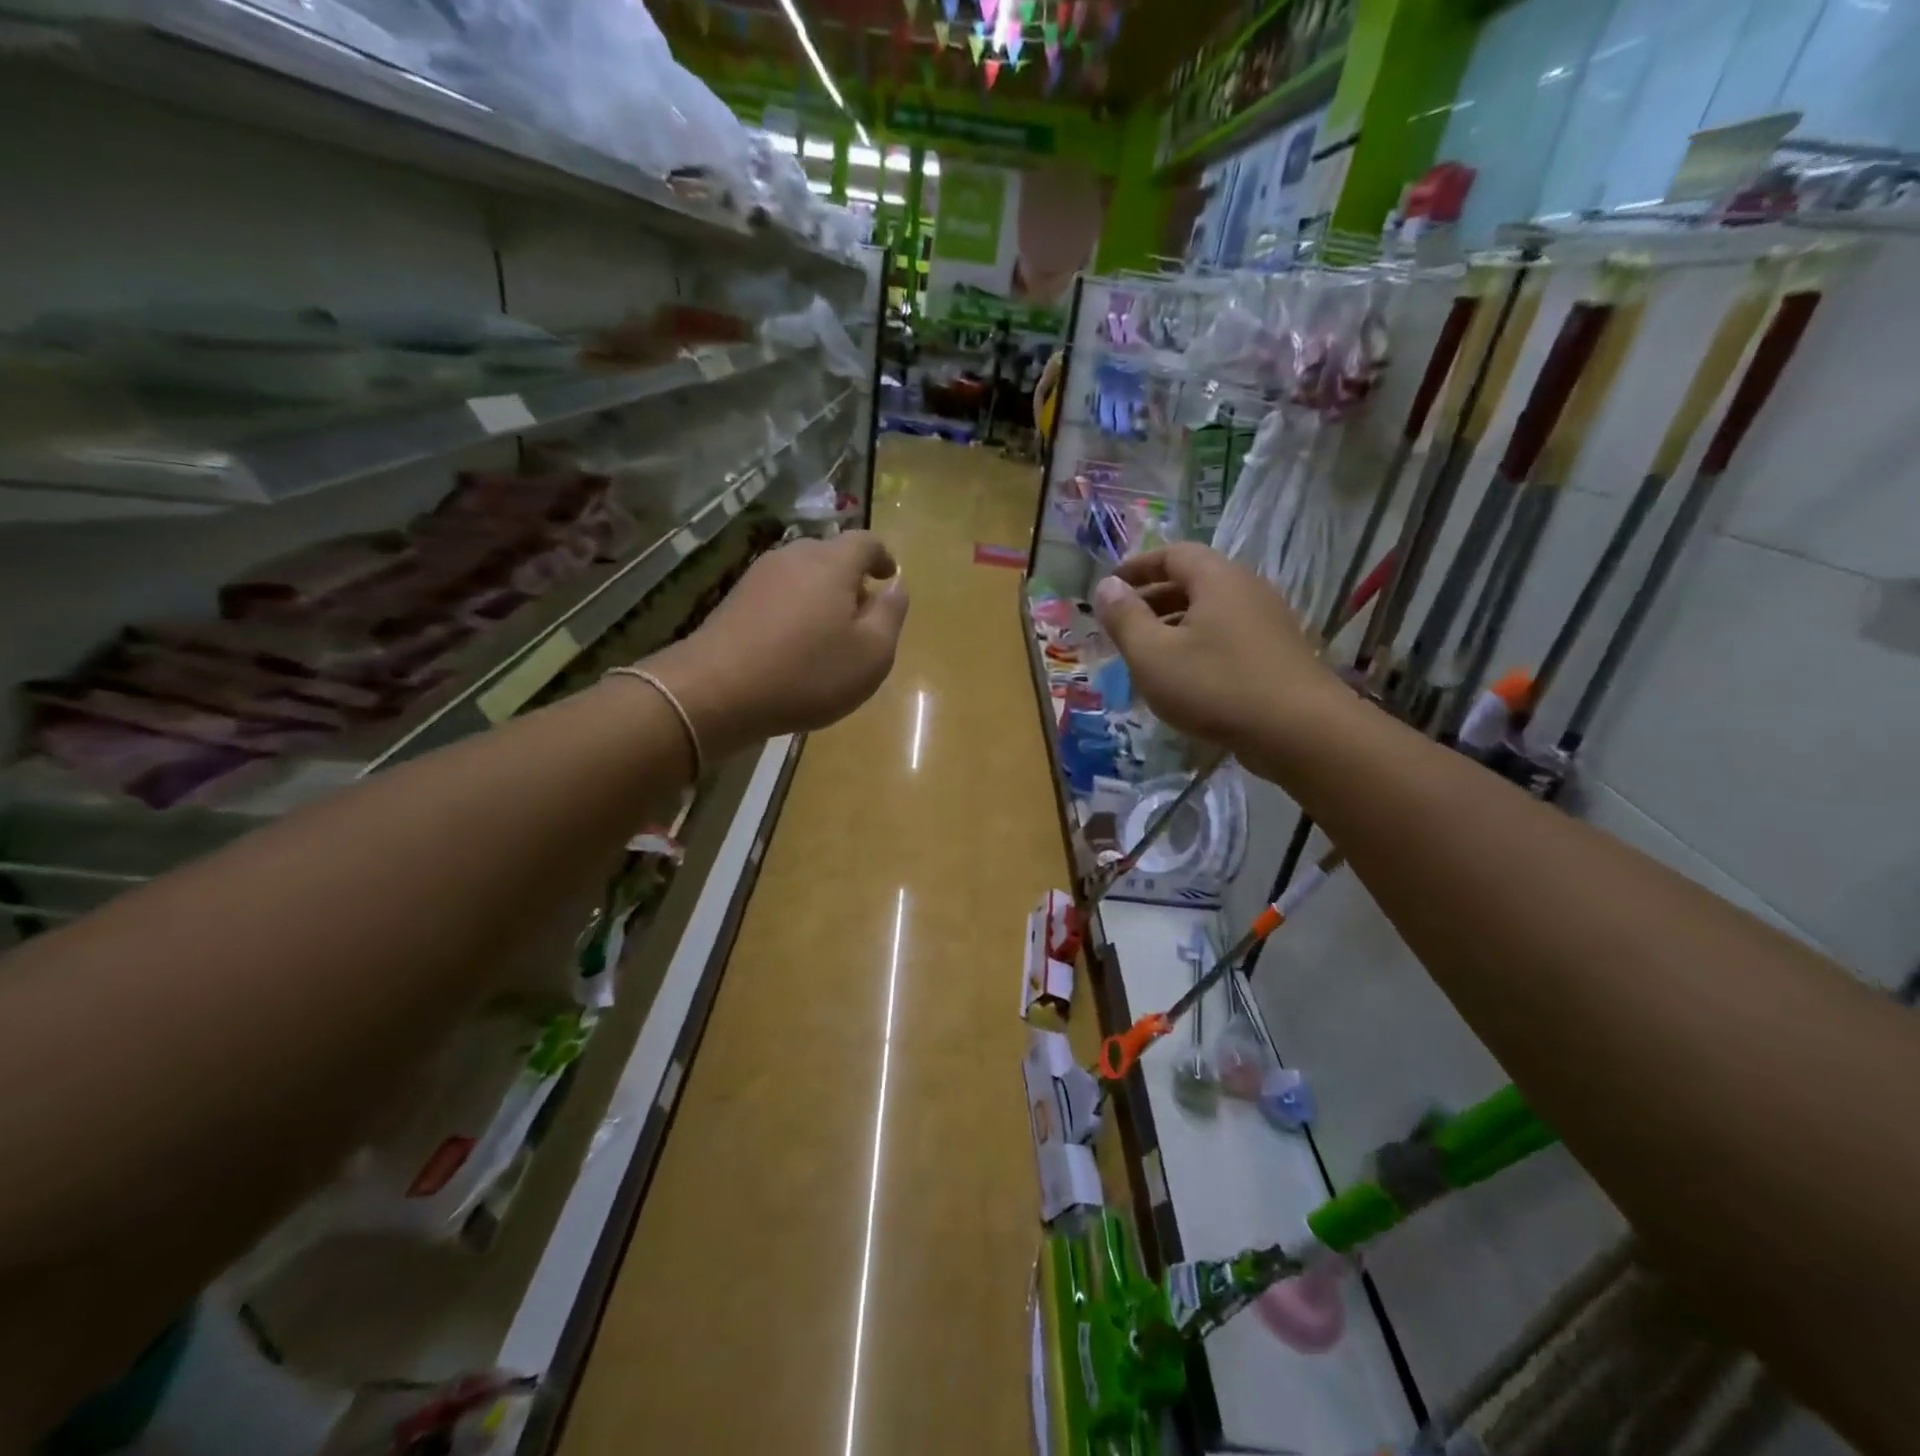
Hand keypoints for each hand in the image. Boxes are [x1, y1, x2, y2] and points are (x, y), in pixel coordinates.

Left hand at [642, 531, 908, 759]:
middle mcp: (794, 557)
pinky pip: (779, 595)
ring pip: (802, 575)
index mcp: (832, 563)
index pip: (866, 541)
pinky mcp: (735, 600)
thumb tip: (897, 586)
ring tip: (829, 635)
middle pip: (831, 555)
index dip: (883, 557)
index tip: (889, 578)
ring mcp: (759, 576)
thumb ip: (891, 615)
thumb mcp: (871, 654)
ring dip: (822, 596)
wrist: (716, 691)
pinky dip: (795, 610)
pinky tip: (794, 646)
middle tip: (863, 616)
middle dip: (851, 579)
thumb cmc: (808, 673)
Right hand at [1092, 544, 1344, 777]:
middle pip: (1194, 582)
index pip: (1172, 554)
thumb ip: (1125, 618)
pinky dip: (1199, 646)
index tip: (1110, 587)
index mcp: (1217, 579)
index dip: (1137, 567)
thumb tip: (1106, 586)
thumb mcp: (1153, 654)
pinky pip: (1228, 637)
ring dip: (1175, 626)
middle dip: (1153, 599)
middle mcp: (1247, 590)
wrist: (1299, 731)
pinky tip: (1186, 680)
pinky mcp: (1278, 654)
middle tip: (1123, 625)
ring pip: (1211, 613)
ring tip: (1148, 656)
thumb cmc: (1215, 685)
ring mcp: (1268, 622)